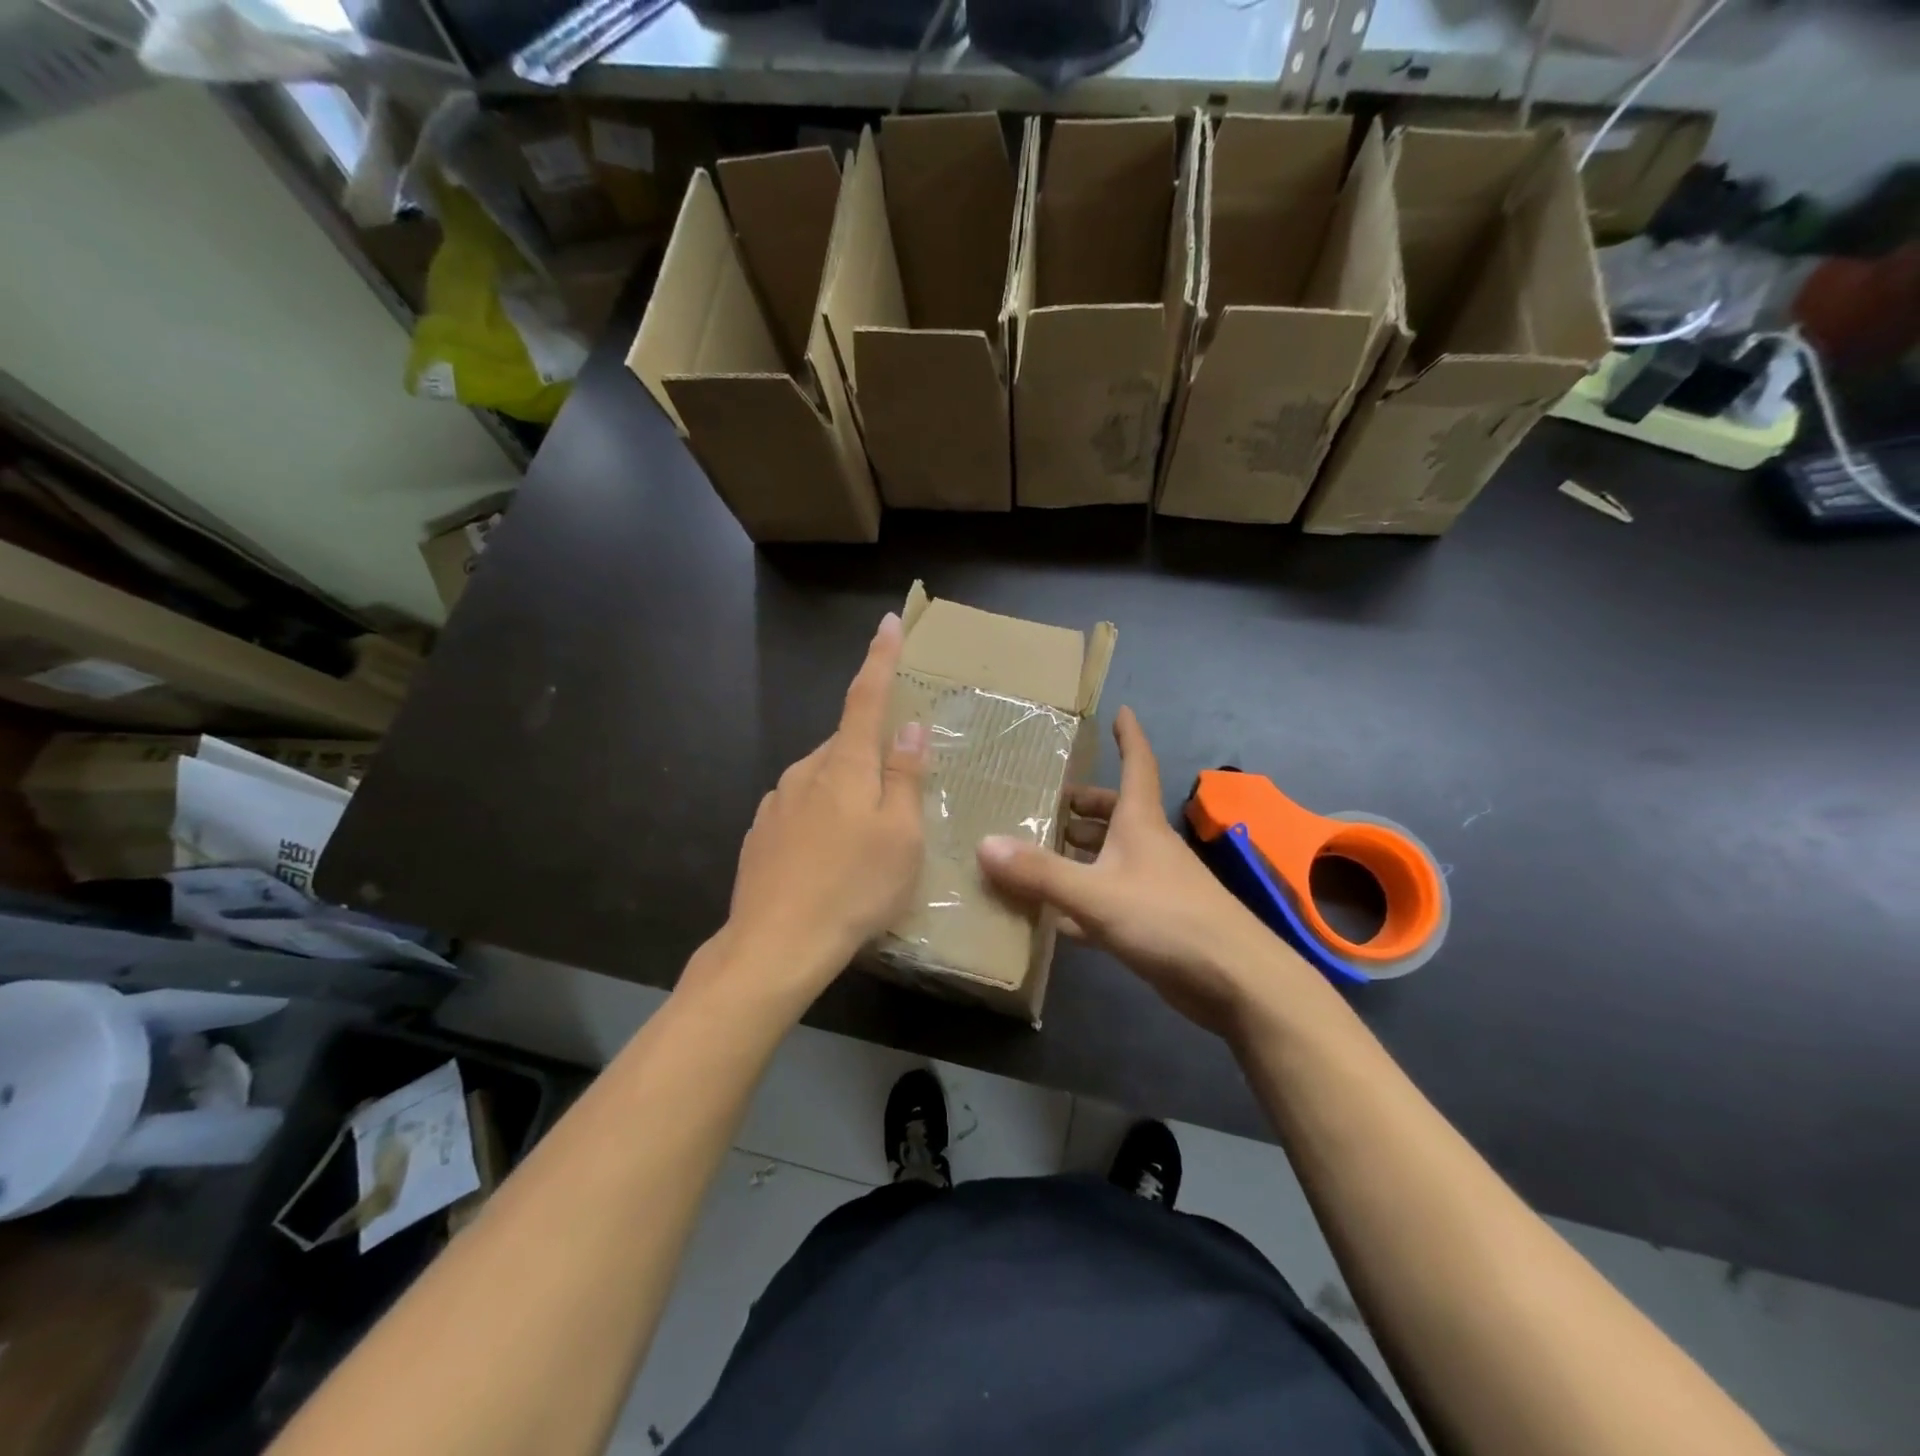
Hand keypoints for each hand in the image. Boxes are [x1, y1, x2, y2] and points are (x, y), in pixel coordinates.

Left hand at [704, 612, 926, 1010]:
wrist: (775, 945)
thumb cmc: (854, 888)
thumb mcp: (901, 836)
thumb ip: (906, 777)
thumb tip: (910, 727)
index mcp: (844, 765)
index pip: (866, 697)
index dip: (880, 659)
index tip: (888, 623)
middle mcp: (805, 772)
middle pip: (846, 744)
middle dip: (872, 754)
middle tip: (897, 796)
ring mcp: (776, 803)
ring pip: (823, 779)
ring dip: (847, 792)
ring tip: (866, 842)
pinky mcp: (760, 834)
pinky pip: (801, 810)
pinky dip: (822, 820)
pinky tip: (829, 861)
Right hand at [977, 708, 1305, 1036]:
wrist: (1235, 981)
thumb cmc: (1168, 919)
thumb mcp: (1096, 893)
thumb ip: (1040, 872)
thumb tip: (984, 844)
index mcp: (1140, 824)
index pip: (1136, 765)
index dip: (1128, 738)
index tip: (1121, 712)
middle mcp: (1148, 847)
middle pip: (1116, 813)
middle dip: (1085, 805)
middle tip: (1047, 802)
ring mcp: (1152, 886)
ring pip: (1110, 857)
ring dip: (1080, 852)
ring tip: (1038, 851)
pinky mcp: (1152, 923)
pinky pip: (1108, 900)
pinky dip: (1082, 901)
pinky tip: (1054, 916)